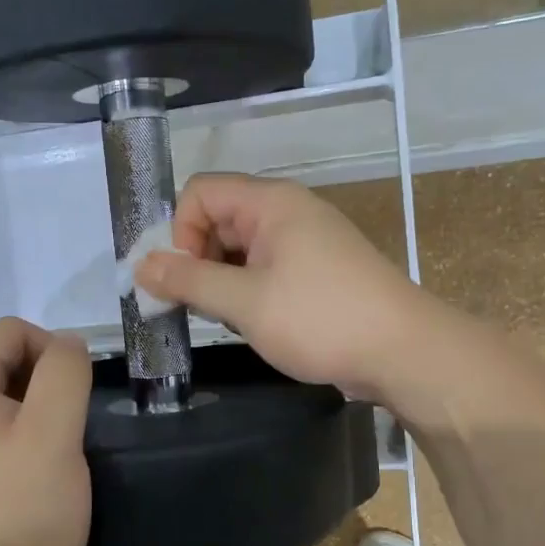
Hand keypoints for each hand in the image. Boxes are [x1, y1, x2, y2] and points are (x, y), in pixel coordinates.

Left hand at [0, 318, 92, 545]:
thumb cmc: (20, 510)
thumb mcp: (56, 432)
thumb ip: (65, 373)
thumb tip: (67, 345)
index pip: (10, 331)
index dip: (52, 350)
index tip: (75, 396)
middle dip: (41, 381)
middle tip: (66, 427)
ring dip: (30, 410)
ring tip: (51, 452)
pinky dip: (10, 436)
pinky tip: (27, 473)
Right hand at [132, 174, 433, 402]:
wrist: (404, 353)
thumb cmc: (321, 319)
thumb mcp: (245, 302)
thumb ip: (189, 281)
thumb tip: (140, 266)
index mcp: (271, 203)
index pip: (200, 193)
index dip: (180, 232)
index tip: (184, 279)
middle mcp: (287, 212)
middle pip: (218, 219)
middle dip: (197, 260)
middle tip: (198, 307)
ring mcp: (305, 241)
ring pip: (240, 249)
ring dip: (222, 281)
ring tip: (230, 319)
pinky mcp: (317, 271)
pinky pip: (265, 268)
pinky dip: (248, 291)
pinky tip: (254, 323)